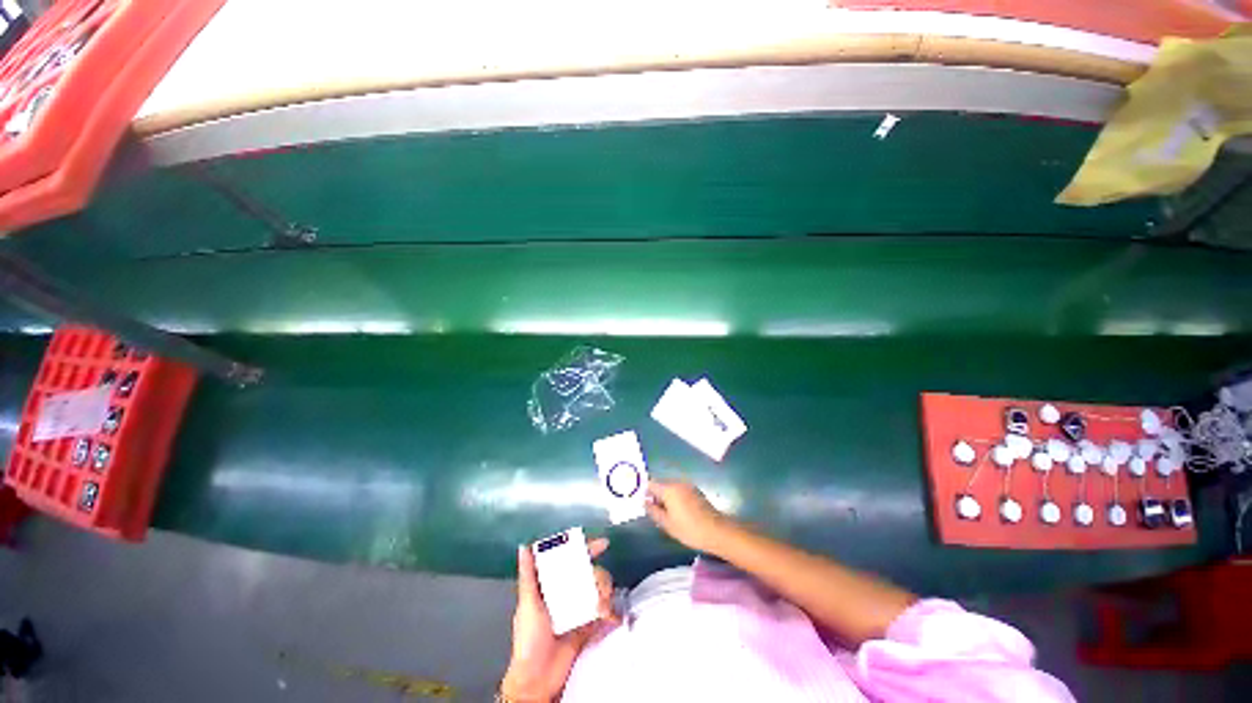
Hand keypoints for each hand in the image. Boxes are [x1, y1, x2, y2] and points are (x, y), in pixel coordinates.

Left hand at [501, 538, 618, 701]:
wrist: (538, 680)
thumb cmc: (528, 641)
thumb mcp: (527, 605)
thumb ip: (528, 576)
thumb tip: (524, 547)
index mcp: (552, 585)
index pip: (571, 559)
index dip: (587, 549)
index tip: (602, 545)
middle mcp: (568, 593)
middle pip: (591, 573)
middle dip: (600, 578)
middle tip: (599, 589)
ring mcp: (580, 609)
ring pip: (601, 590)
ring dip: (606, 596)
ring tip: (601, 609)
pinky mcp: (589, 626)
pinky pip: (605, 613)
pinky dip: (611, 613)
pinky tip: (610, 618)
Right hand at [646, 480, 733, 552]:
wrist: (717, 531)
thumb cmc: (689, 529)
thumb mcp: (667, 524)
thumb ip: (653, 511)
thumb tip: (644, 502)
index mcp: (669, 489)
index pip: (651, 484)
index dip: (646, 493)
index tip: (646, 505)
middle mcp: (678, 483)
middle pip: (661, 484)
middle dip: (656, 496)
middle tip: (656, 513)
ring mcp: (688, 486)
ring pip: (671, 488)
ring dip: (667, 497)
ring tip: (668, 515)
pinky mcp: (696, 491)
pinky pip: (680, 491)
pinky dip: (676, 498)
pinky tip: (680, 512)